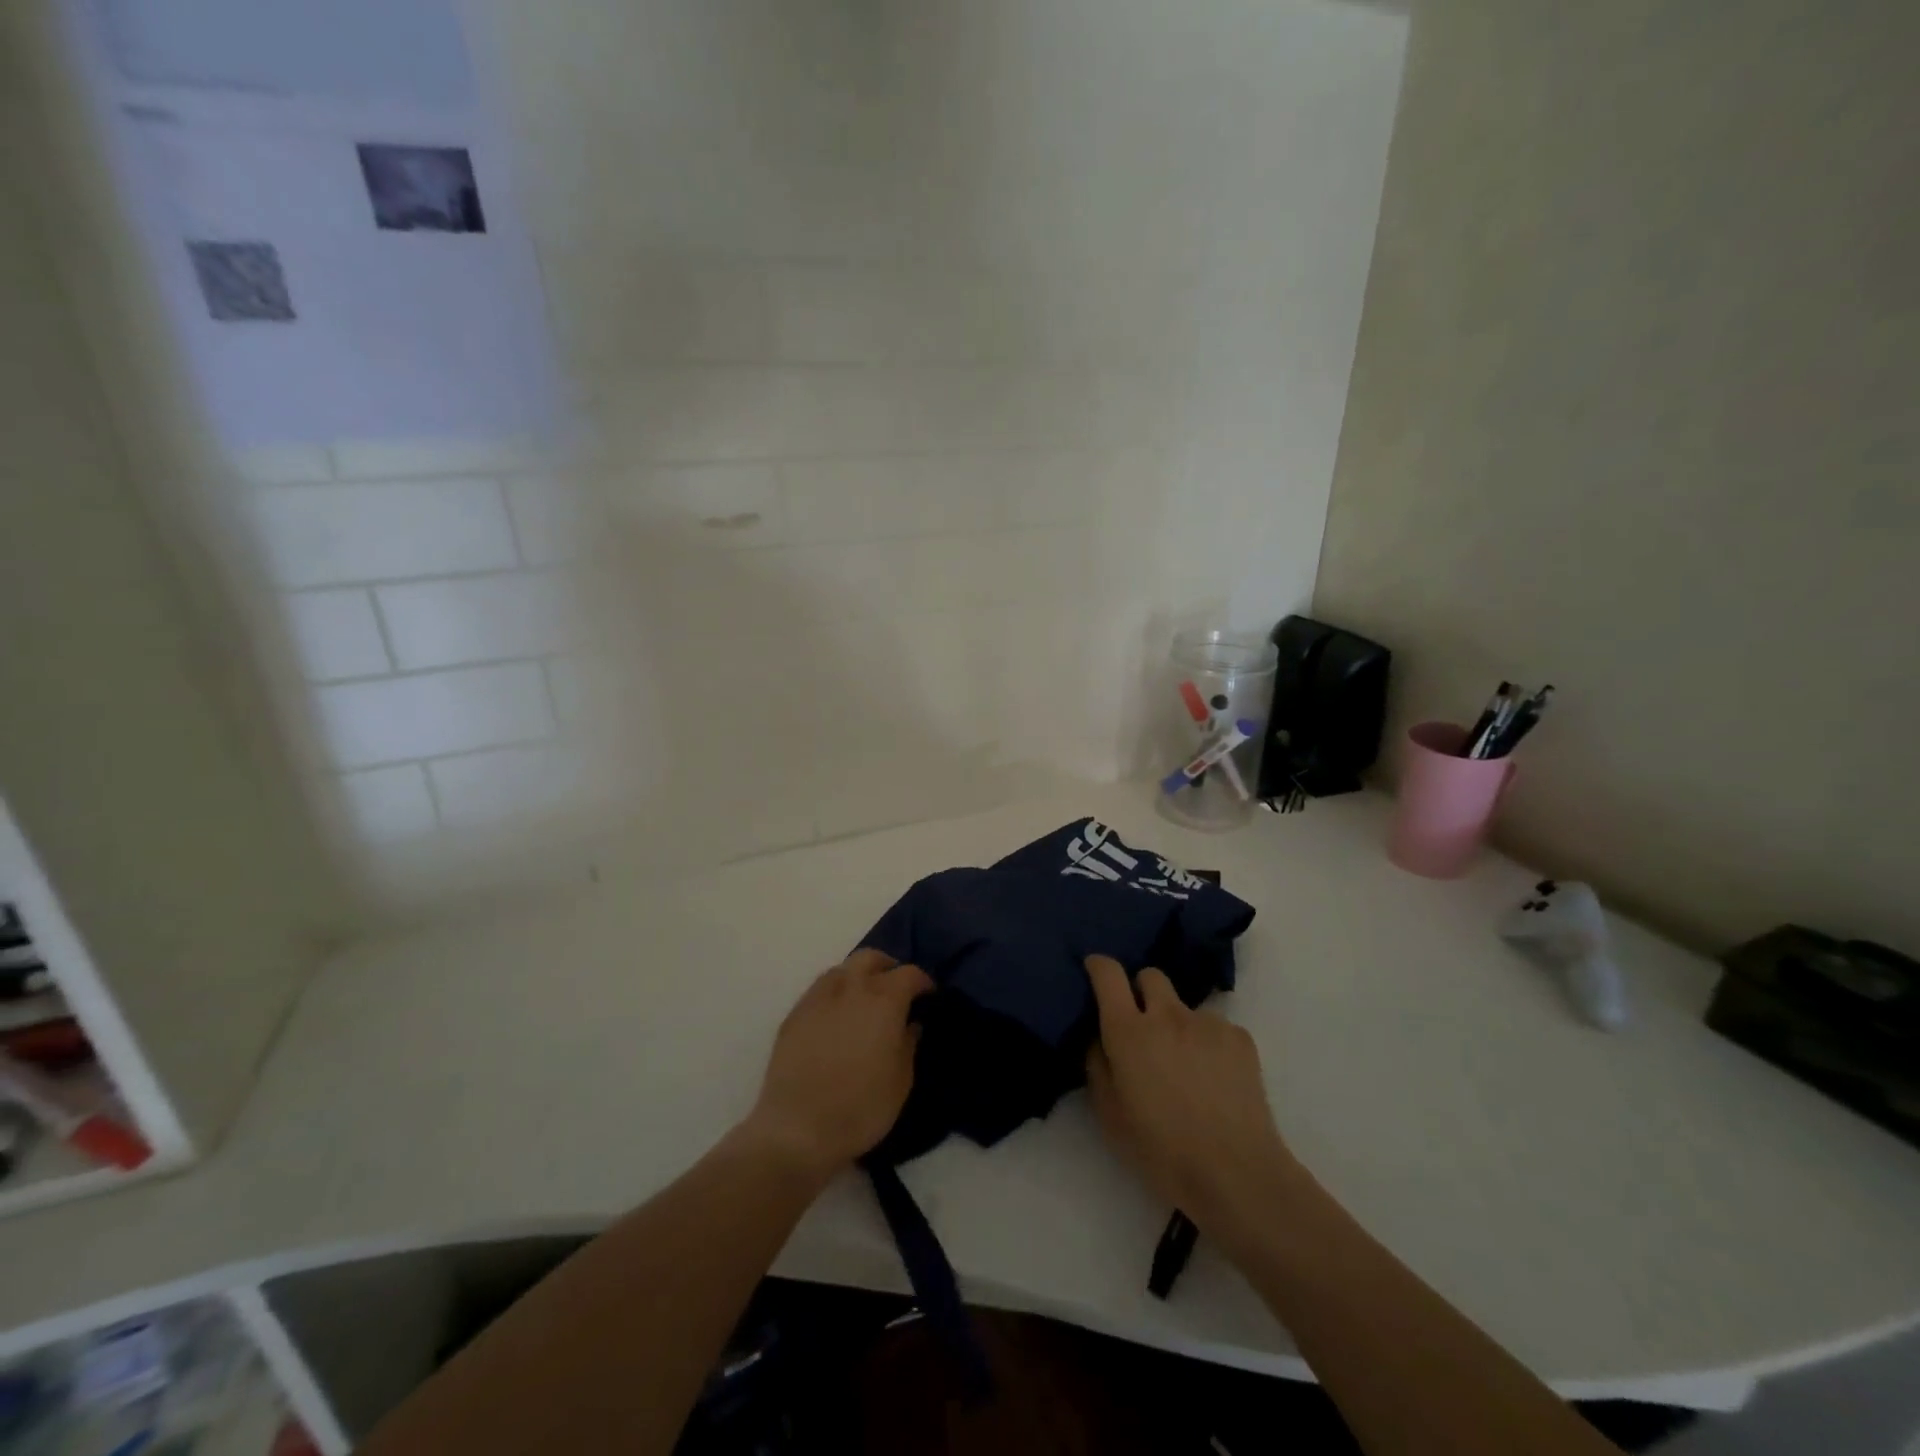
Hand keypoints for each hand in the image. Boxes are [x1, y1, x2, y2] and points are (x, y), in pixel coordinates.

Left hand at [741, 948, 931, 1182]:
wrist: (797, 1129)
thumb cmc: (861, 1107)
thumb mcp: (901, 1082)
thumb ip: (909, 1044)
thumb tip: (911, 1024)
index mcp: (883, 1000)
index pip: (909, 973)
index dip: (922, 981)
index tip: (928, 996)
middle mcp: (851, 988)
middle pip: (871, 958)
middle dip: (887, 967)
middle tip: (895, 989)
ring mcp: (818, 998)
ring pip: (842, 969)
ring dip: (858, 976)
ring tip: (863, 1001)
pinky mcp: (794, 1014)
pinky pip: (819, 989)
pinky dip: (834, 993)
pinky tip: (836, 1017)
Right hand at [1083, 954, 1302, 1253]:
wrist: (1236, 1173)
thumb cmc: (1161, 1150)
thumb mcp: (1110, 1115)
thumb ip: (1097, 1064)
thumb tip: (1098, 1036)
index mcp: (1128, 1031)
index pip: (1108, 973)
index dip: (1099, 966)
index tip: (1095, 972)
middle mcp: (1167, 1014)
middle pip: (1150, 976)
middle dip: (1142, 991)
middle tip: (1143, 1026)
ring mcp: (1207, 1023)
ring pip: (1184, 1005)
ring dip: (1177, 1023)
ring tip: (1186, 1066)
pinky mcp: (1240, 1038)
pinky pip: (1215, 1027)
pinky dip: (1208, 1043)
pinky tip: (1215, 1079)